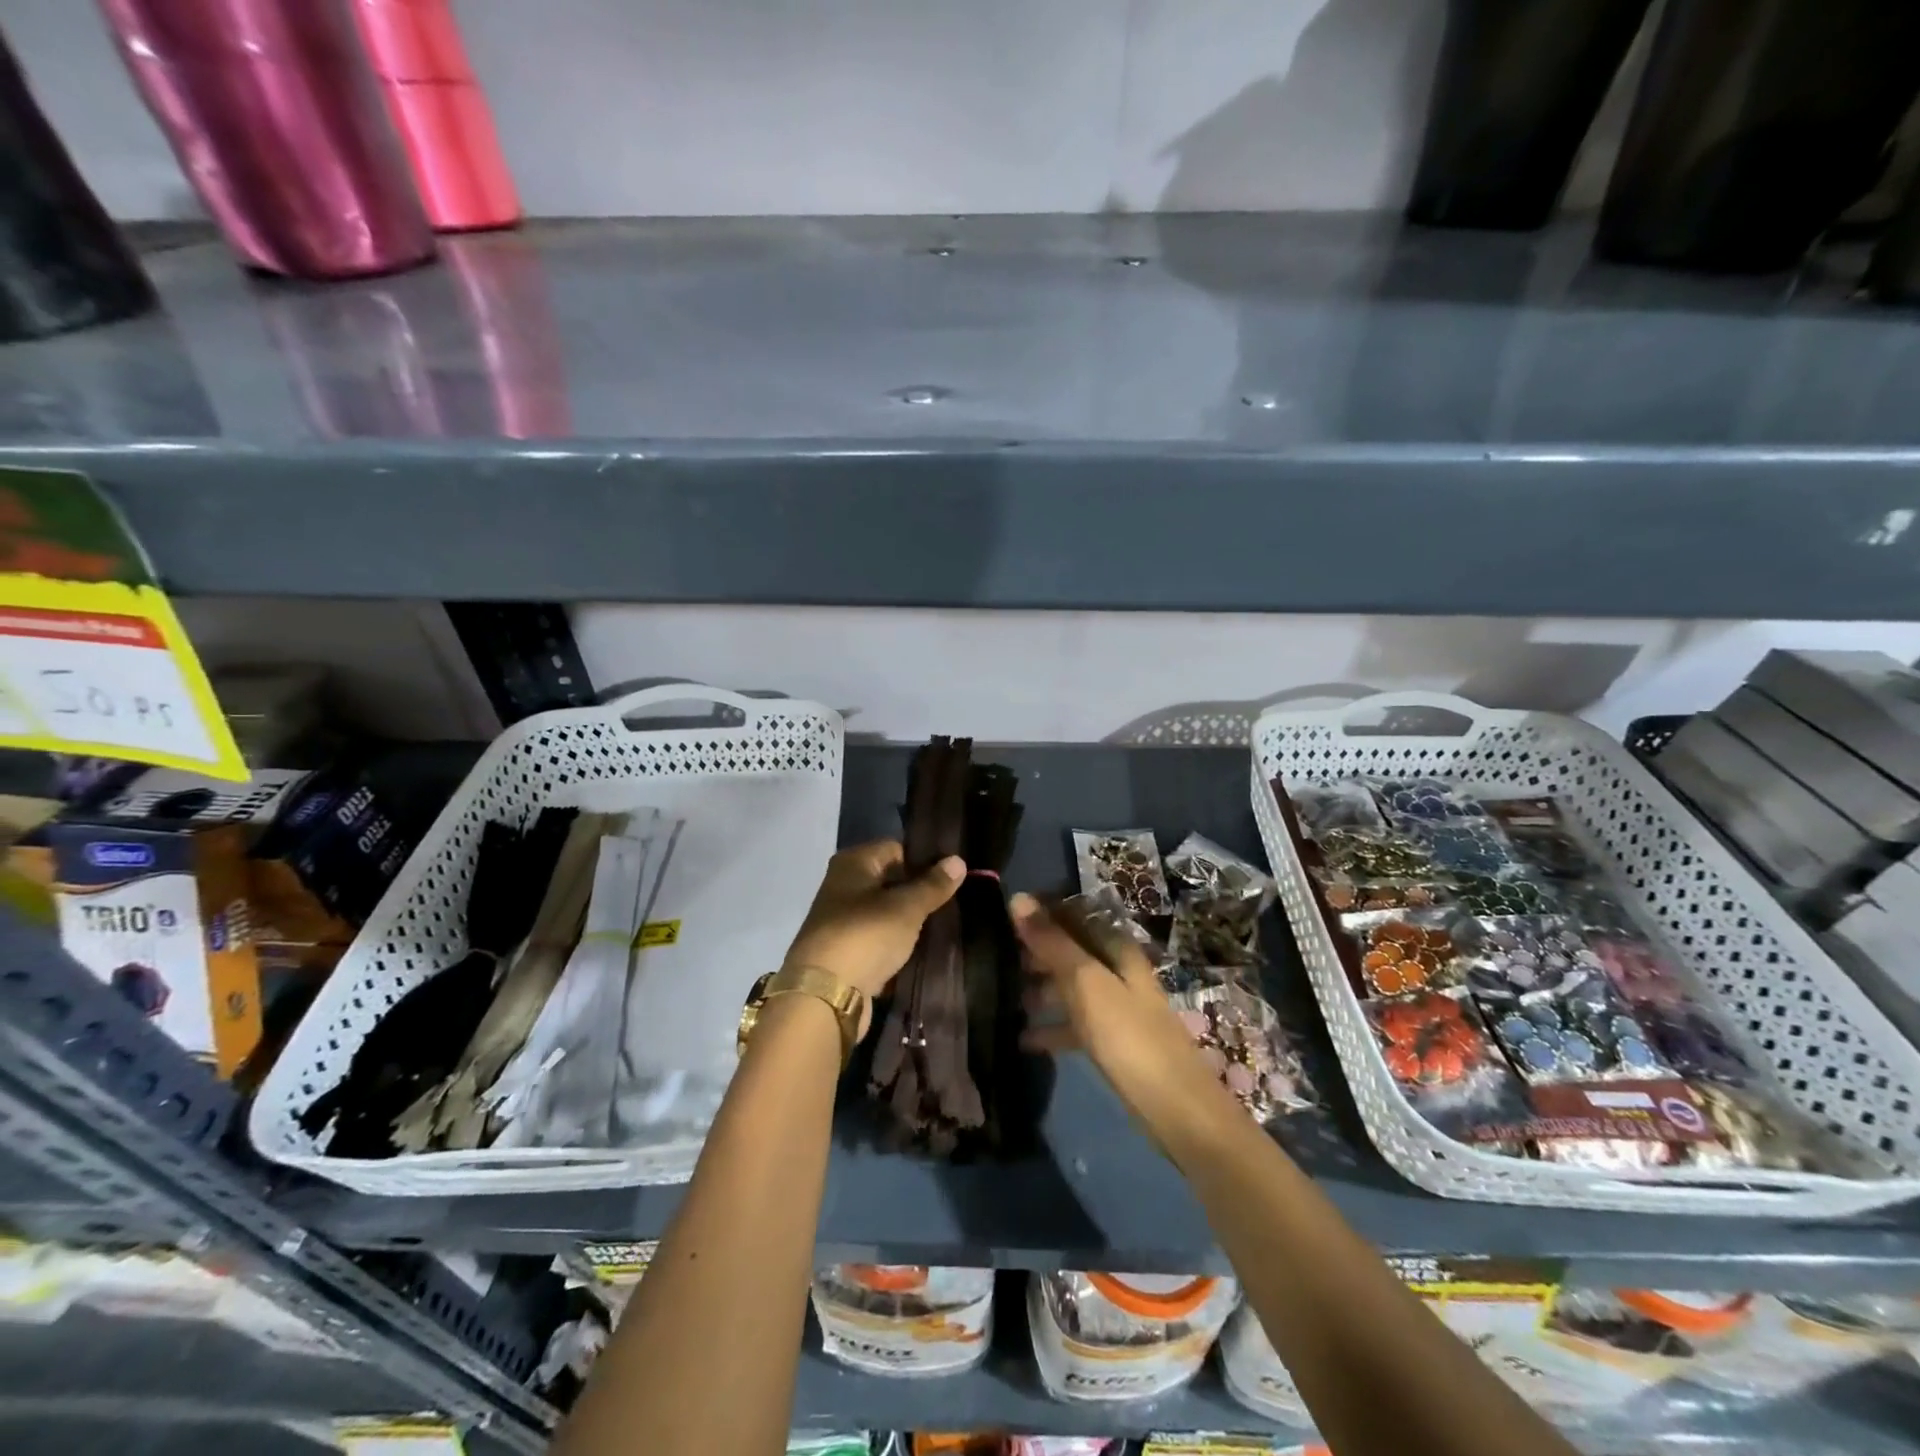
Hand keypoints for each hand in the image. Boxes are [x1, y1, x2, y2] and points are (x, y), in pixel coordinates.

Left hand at [785, 841, 964, 1029]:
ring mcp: (841, 920)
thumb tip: (958, 860)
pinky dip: (894, 944)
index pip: (896, 848)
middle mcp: (842, 885)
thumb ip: (933, 884)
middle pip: (889, 880)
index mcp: (853, 863)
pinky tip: (919, 951)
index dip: (924, 860)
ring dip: (907, 921)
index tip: (951, 876)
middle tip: (952, 902)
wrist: (824, 996)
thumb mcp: (906, 907)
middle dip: (917, 892)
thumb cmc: (866, 935)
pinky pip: (877, 939)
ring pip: (884, 912)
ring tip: (941, 927)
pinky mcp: (844, 951)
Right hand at [1012, 893, 1227, 1131]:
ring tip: (1003, 997)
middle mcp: (1118, 972)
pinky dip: (1051, 1028)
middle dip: (1036, 953)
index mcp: (1117, 950)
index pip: (1075, 917)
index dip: (1042, 915)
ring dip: (1040, 989)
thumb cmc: (1129, 1036)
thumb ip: (1052, 942)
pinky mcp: (1113, 1043)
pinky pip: (1075, 1025)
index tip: (1003, 918)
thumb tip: (1018, 898)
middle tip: (995, 959)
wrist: (1176, 1109)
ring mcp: (1117, 1009)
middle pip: (1072, 952)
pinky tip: (1023, 1039)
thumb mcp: (1086, 983)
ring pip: (1071, 988)